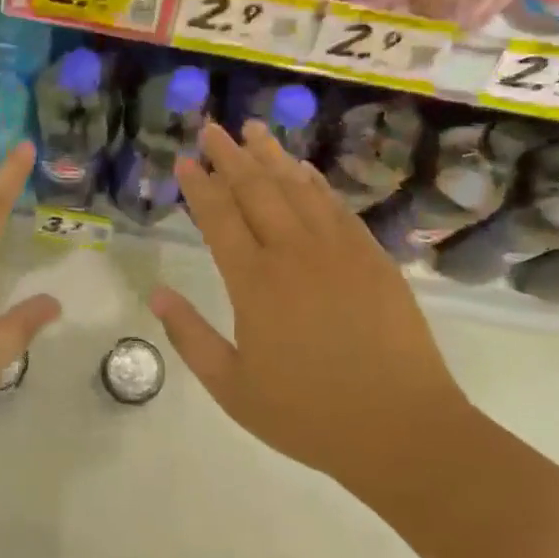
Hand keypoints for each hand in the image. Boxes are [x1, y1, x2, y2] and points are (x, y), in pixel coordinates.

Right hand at [149, 121, 471, 496]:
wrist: (402, 429)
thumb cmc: (309, 415)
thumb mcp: (233, 388)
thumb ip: (190, 337)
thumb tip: (156, 295)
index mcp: (255, 283)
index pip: (220, 218)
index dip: (200, 186)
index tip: (186, 160)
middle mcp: (294, 253)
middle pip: (256, 190)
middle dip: (230, 156)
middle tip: (212, 128)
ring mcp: (338, 251)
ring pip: (298, 188)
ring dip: (272, 156)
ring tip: (254, 130)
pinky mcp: (373, 257)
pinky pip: (336, 207)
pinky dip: (315, 183)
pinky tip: (304, 169)